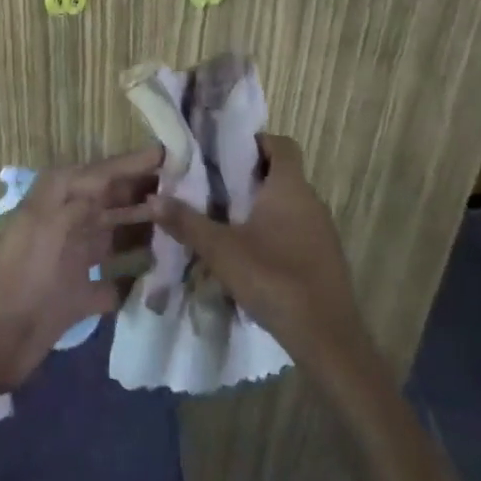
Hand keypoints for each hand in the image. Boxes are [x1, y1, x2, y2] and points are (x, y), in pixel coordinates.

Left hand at [0, 146, 162, 396]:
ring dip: (146, 234)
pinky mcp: (78, 298)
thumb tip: (121, 175)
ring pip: (117, 238)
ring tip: (184, 231)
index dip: (136, 163)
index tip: (174, 155)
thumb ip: (85, 196)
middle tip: (191, 194)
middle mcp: (68, 224)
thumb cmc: (19, 276)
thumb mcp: (49, 224)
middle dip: (148, 196)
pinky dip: (135, 281)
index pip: (105, 172)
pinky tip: (162, 280)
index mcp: (59, 200)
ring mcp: (74, 261)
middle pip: (114, 202)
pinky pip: (114, 284)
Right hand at [145, 134, 367, 370]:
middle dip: (250, 177)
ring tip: (228, 222)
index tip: (226, 154)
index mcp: (290, 187)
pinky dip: (276, 232)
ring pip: (289, 204)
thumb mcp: (222, 251)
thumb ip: (187, 223)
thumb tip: (153, 200)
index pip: (281, 144)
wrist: (327, 338)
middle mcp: (311, 200)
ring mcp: (322, 230)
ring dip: (262, 207)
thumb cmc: (274, 279)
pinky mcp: (325, 257)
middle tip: (216, 188)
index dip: (256, 142)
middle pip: (282, 173)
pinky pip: (297, 230)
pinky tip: (253, 257)